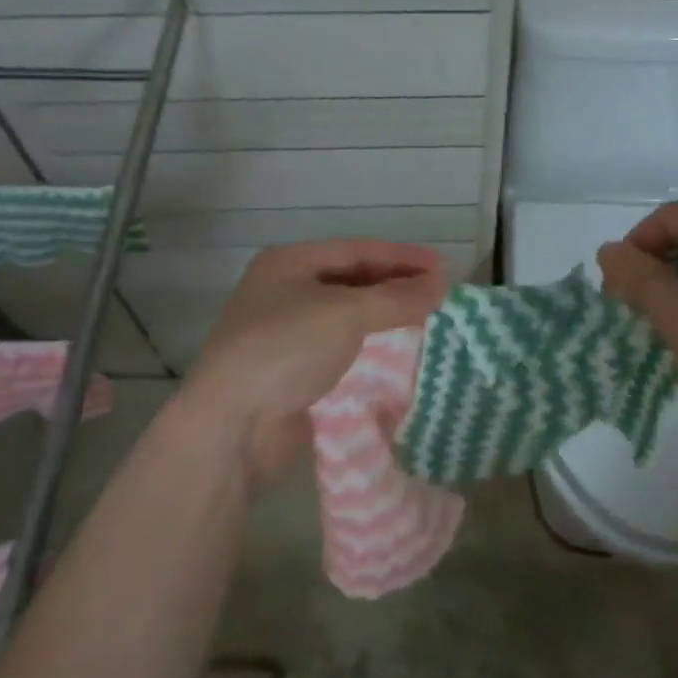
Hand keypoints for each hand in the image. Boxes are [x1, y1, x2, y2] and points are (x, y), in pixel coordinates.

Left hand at [178, 240, 450, 491]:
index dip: (402, 257)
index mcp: (289, 264)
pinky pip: (343, 348)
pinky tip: (399, 352)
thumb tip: (441, 283)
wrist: (234, 426)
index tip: (444, 268)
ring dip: (387, 316)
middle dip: (396, 285)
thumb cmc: (286, 350)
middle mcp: (285, 292)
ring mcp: (288, 334)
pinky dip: (372, 346)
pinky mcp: (295, 371)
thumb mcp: (346, 313)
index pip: (357, 250)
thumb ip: (396, 298)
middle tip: (440, 293)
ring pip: (349, 316)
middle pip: (353, 280)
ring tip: (428, 319)